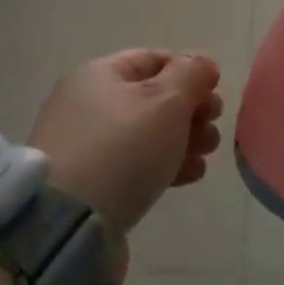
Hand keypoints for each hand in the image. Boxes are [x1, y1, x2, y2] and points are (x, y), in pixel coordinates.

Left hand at [27, 50, 223, 238]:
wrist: (68, 225)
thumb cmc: (122, 149)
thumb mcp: (166, 102)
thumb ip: (191, 76)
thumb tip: (202, 63)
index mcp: (99, 75)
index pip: (153, 59)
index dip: (188, 71)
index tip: (215, 93)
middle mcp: (87, 104)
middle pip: (152, 97)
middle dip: (190, 109)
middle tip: (213, 126)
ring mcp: (86, 146)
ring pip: (147, 133)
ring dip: (184, 139)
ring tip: (207, 154)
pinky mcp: (91, 184)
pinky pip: (135, 164)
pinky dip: (164, 164)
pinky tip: (190, 175)